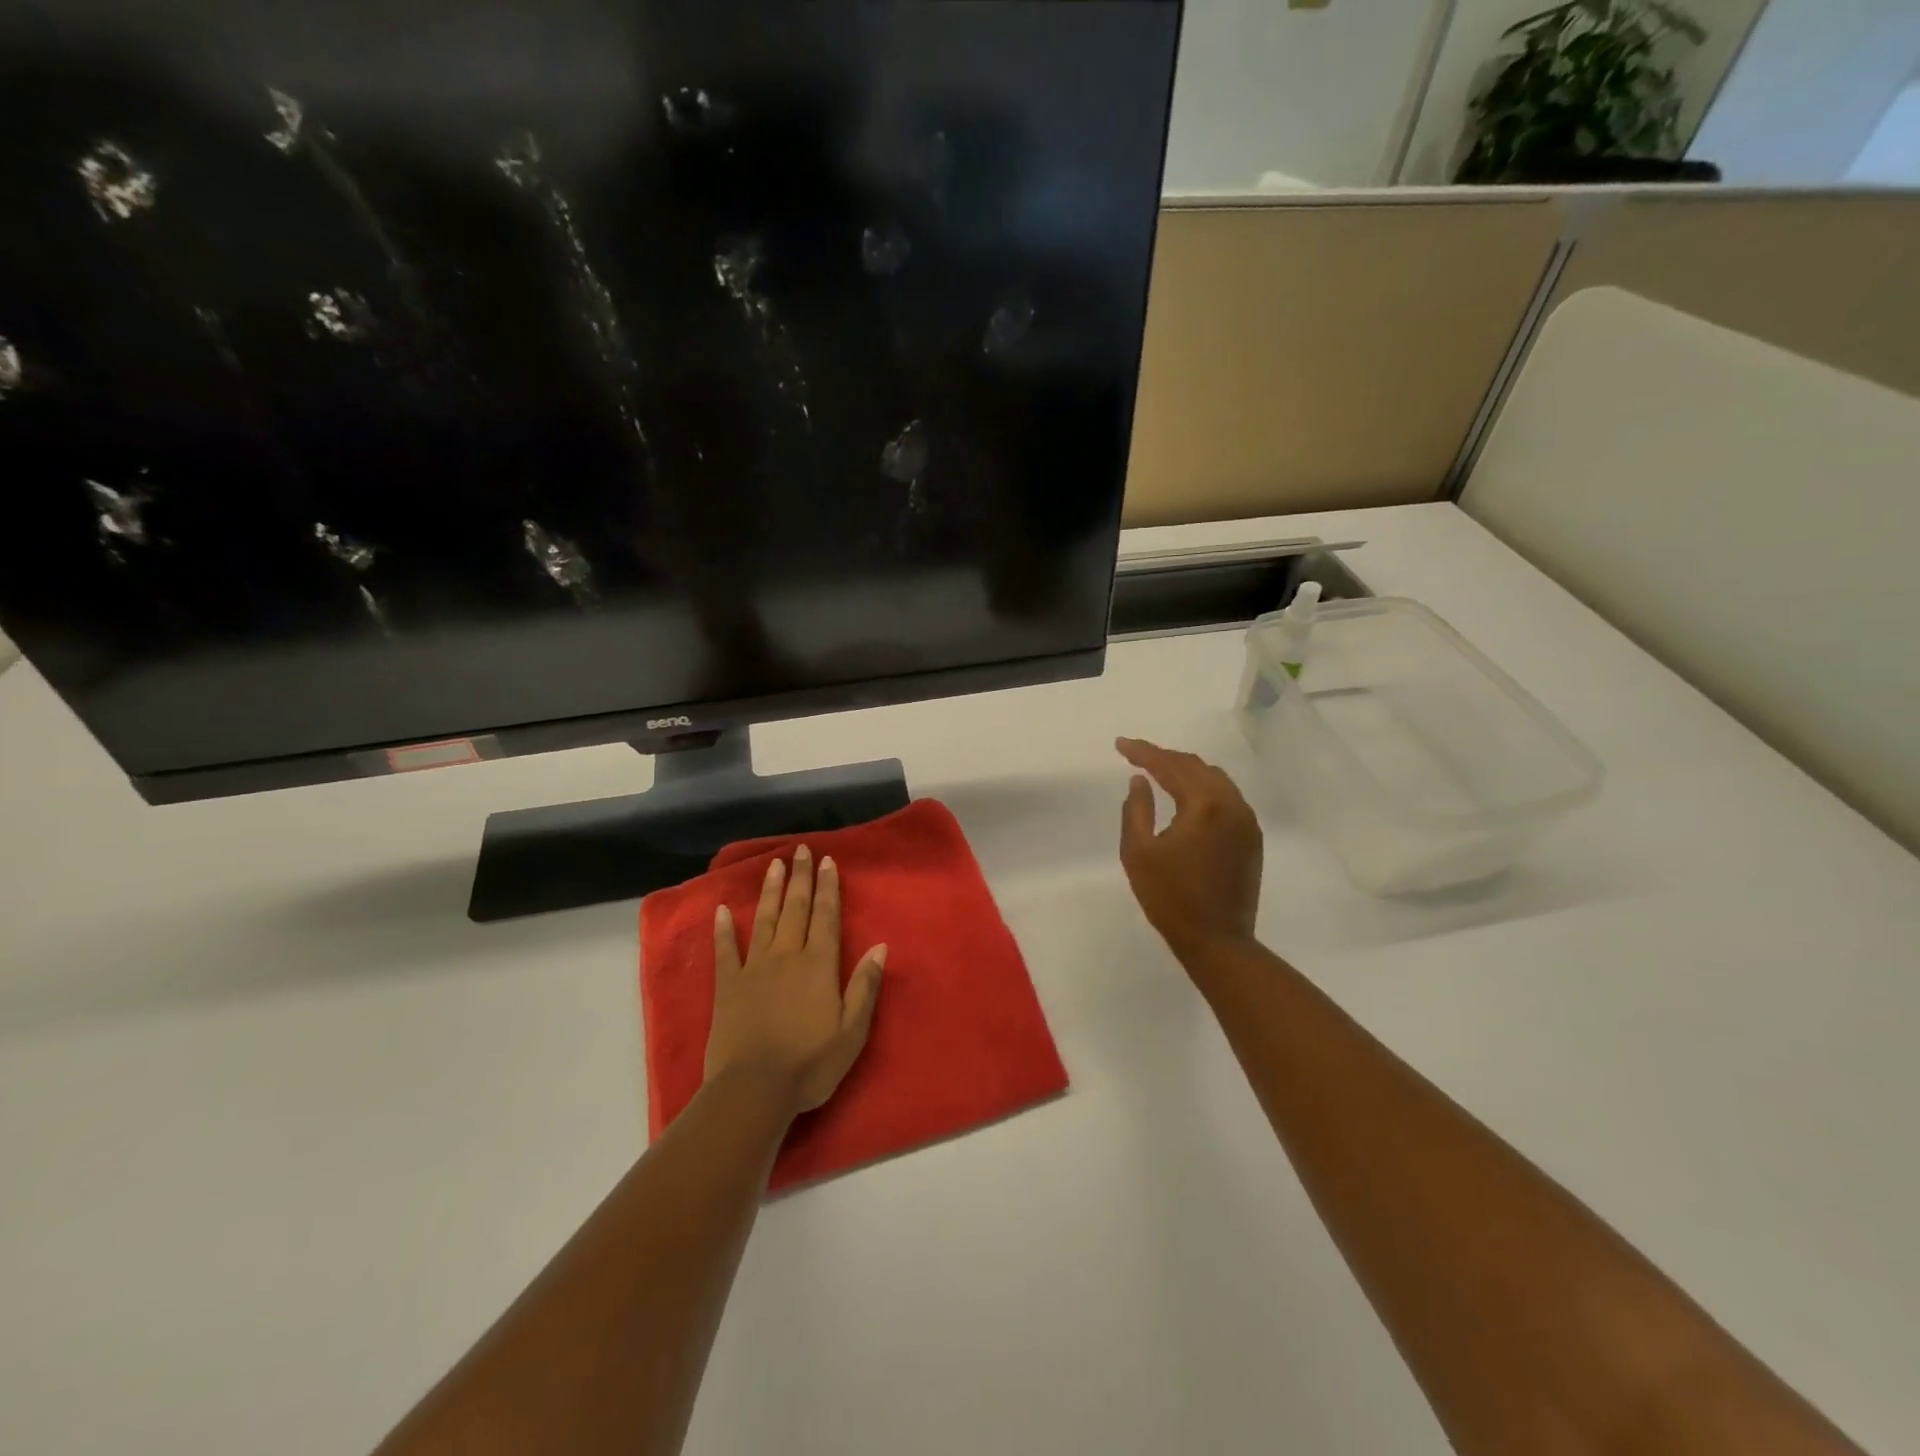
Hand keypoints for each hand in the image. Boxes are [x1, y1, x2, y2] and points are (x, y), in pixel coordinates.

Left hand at [705, 846, 886, 1117]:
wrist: (754, 1089)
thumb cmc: (811, 1063)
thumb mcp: (852, 1030)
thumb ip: (865, 986)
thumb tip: (880, 946)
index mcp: (819, 965)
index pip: (826, 917)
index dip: (827, 888)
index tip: (827, 861)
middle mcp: (787, 956)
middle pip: (796, 909)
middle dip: (800, 878)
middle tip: (802, 850)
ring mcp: (755, 968)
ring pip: (764, 920)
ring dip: (770, 891)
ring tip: (773, 864)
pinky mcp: (728, 985)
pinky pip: (726, 950)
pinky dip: (724, 929)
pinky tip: (722, 910)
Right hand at [1117, 738, 1263, 959]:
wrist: (1217, 941)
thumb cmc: (1170, 898)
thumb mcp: (1138, 853)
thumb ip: (1136, 810)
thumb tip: (1139, 780)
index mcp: (1204, 805)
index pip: (1170, 766)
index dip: (1143, 752)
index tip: (1120, 745)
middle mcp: (1232, 804)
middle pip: (1196, 766)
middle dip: (1165, 758)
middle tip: (1137, 756)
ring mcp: (1247, 821)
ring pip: (1216, 779)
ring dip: (1186, 771)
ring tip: (1160, 771)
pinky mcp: (1252, 838)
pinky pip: (1227, 798)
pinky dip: (1204, 788)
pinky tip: (1187, 796)